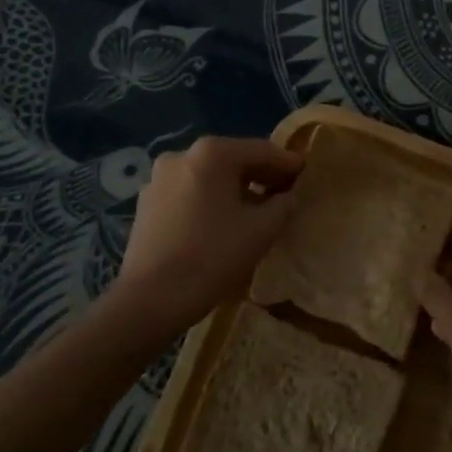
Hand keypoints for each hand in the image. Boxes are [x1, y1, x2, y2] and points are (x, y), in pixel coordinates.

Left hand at [112, 136, 302, 337]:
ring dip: (234, 189)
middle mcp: (182, 155)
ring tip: (255, 211)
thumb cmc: (212, 257)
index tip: (305, 174)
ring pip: (209, 177)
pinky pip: (189, 193)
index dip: (287, 163)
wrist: (149, 300)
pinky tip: (221, 224)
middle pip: (233, 160)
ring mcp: (159, 178)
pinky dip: (209, 201)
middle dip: (260, 175)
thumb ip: (283, 205)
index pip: (262, 150)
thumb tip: (287, 197)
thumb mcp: (262, 230)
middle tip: (284, 193)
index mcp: (212, 153)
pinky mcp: (146, 203)